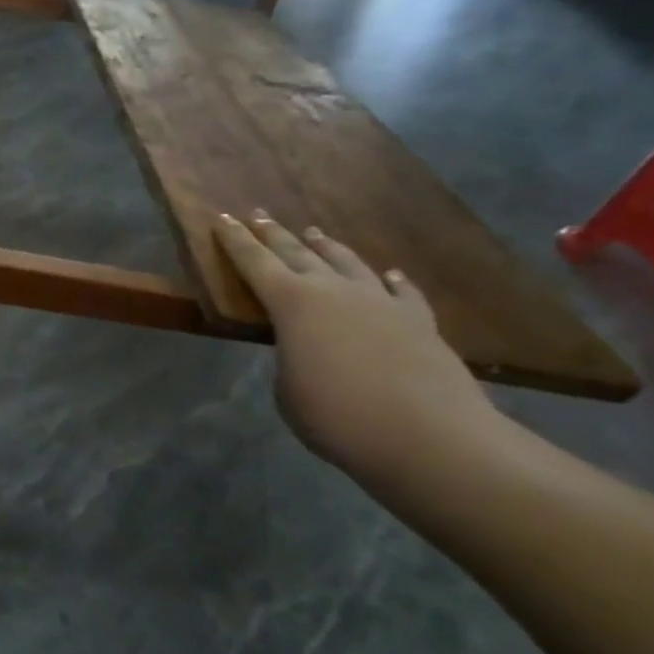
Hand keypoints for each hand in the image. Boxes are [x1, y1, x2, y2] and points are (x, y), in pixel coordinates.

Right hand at [215, 212, 496, 474]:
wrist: (431, 438)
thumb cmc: (338, 416)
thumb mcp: (288, 390)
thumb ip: (290, 360)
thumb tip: (306, 351)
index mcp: (291, 303)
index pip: (253, 261)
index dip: (234, 239)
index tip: (222, 216)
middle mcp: (334, 290)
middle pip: (297, 252)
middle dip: (273, 233)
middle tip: (258, 215)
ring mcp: (381, 302)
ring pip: (347, 262)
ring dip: (326, 247)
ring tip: (314, 232)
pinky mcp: (420, 322)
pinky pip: (402, 292)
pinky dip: (391, 281)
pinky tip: (390, 275)